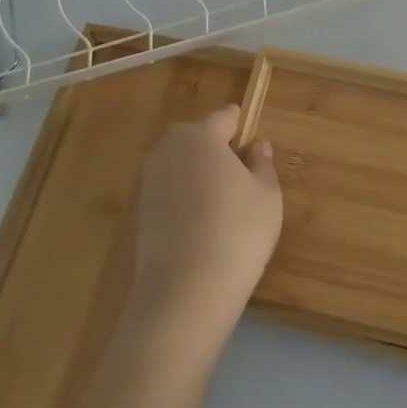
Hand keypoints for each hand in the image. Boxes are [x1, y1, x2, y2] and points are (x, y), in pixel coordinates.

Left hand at [125, 105, 281, 360]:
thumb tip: (256, 145)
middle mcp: (168, 150)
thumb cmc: (237, 231)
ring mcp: (149, 181)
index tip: (256, 148)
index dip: (242, 128)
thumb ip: (262, 164)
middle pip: (197, 138)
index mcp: (200, 135)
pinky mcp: (140, 212)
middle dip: (217, 150)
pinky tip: (202, 227)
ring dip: (199, 176)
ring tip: (224, 206)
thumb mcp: (267, 195)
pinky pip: (169, 192)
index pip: (224, 117)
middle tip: (242, 179)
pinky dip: (185, 200)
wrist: (185, 290)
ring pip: (181, 166)